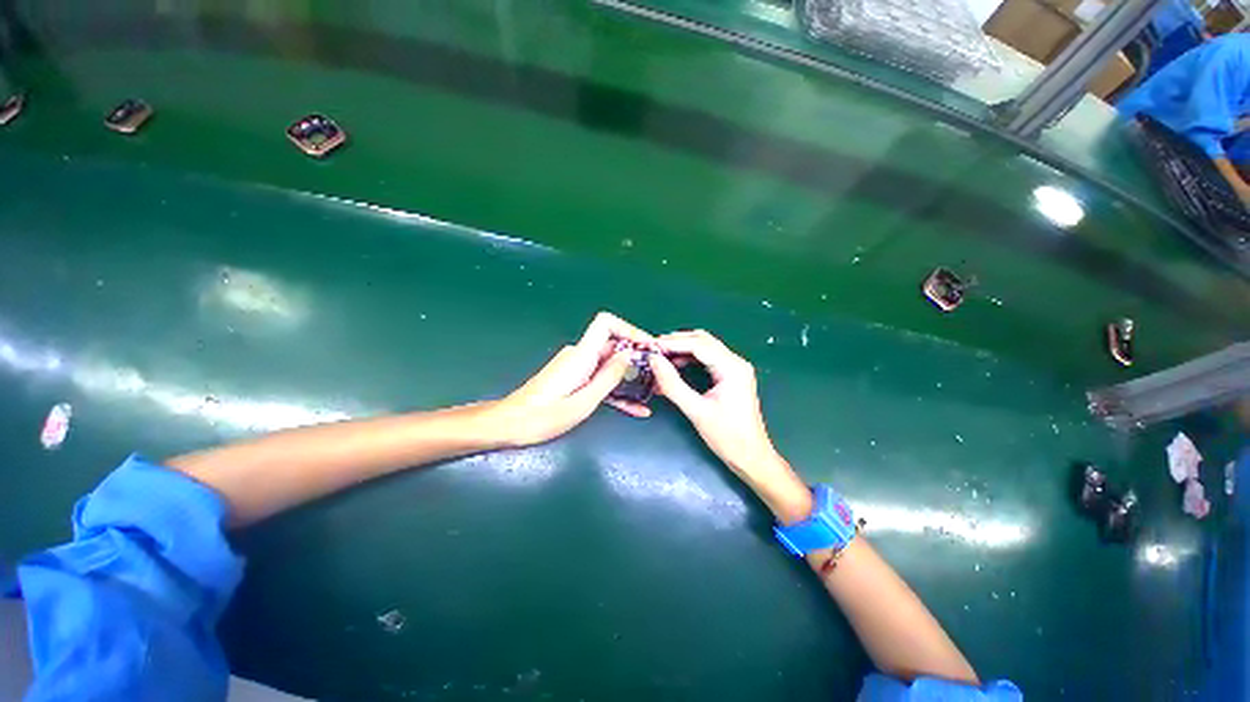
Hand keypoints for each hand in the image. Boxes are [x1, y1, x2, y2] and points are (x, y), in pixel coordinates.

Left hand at [493, 312, 656, 446]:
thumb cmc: (543, 416)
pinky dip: (617, 390)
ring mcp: (577, 368)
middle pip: (613, 346)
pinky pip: (600, 380)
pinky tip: (636, 408)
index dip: (630, 330)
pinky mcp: (575, 380)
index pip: (606, 323)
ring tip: (652, 392)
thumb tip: (629, 356)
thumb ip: (608, 378)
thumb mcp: (583, 402)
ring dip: (630, 377)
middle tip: (659, 375)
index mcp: (582, 355)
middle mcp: (580, 356)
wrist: (510, 424)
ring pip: (610, 366)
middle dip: (638, 358)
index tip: (648, 347)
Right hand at [650, 330, 811, 521]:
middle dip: (677, 342)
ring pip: (705, 347)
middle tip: (654, 349)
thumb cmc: (727, 436)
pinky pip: (708, 358)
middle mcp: (736, 362)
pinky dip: (690, 358)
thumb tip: (654, 361)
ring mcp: (735, 368)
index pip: (698, 344)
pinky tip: (675, 365)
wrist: (751, 457)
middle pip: (703, 340)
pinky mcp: (731, 376)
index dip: (673, 343)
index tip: (651, 346)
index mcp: (732, 367)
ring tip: (661, 356)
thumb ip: (672, 384)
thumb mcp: (696, 410)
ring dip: (683, 348)